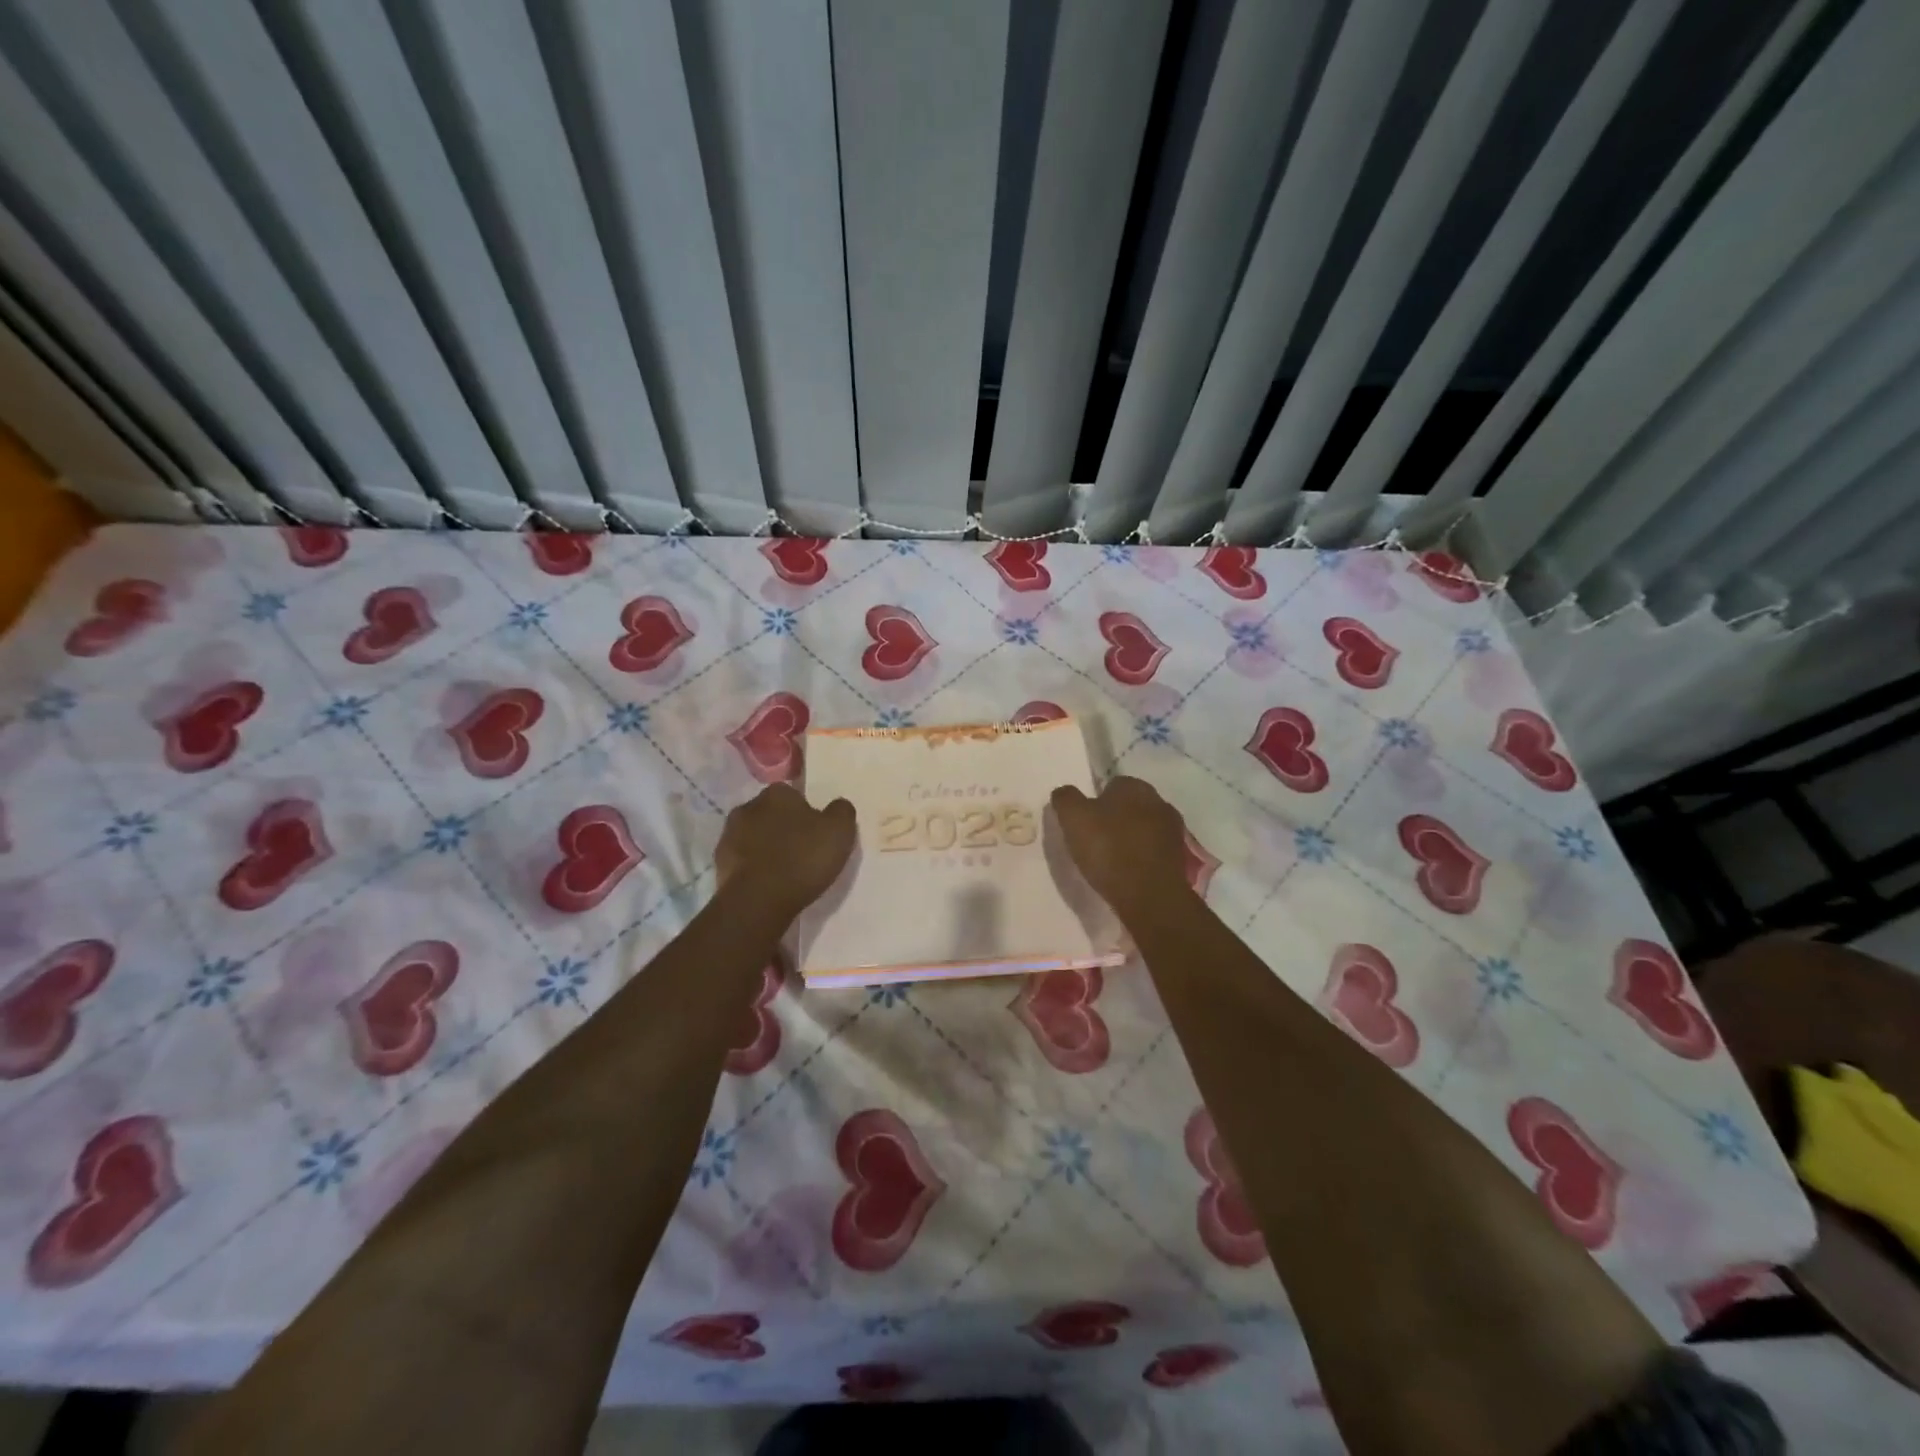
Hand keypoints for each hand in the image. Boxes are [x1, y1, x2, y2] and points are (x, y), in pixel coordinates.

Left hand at [715, 784, 856, 919]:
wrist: (758, 900)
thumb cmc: (802, 858)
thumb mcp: (840, 831)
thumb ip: (841, 811)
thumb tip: (837, 806)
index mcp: (776, 793)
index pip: (793, 795)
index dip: (806, 813)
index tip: (816, 833)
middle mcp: (748, 807)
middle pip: (771, 814)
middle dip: (783, 827)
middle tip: (802, 851)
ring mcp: (728, 836)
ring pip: (754, 836)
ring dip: (766, 847)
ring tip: (785, 871)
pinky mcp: (718, 864)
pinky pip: (742, 860)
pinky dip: (754, 868)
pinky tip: (768, 884)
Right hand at [1050, 776, 1191, 910]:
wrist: (1150, 896)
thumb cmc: (1109, 850)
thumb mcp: (1074, 819)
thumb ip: (1066, 799)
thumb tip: (1064, 792)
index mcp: (1135, 786)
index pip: (1111, 784)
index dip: (1095, 802)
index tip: (1084, 822)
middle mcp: (1159, 801)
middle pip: (1129, 806)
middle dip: (1114, 818)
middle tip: (1095, 840)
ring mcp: (1173, 831)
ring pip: (1143, 828)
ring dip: (1130, 838)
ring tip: (1110, 860)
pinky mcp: (1179, 858)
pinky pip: (1152, 851)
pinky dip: (1141, 857)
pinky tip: (1128, 872)